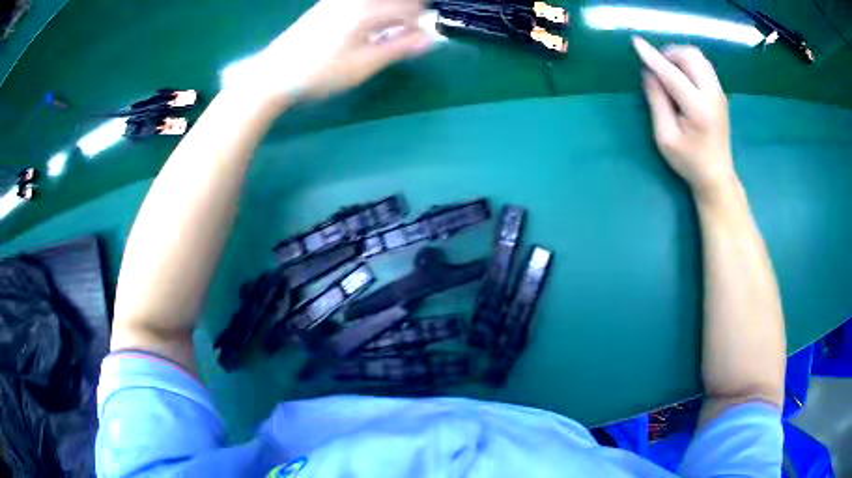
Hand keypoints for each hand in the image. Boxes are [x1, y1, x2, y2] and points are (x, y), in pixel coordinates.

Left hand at [230, 0, 433, 102]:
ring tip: (389, 32)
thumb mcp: (364, 65)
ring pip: (377, 1)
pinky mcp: (326, 6)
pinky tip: (367, 28)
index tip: (422, 38)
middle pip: (394, 0)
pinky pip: (361, 3)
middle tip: (407, 33)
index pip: (409, 6)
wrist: (273, 74)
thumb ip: (400, 48)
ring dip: (390, 11)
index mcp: (366, 9)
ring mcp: (337, 1)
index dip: (422, 22)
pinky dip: (373, 11)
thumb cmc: (320, 73)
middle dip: (407, 12)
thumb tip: (430, 38)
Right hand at [632, 37, 736, 197]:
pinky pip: (704, 65)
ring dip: (680, 56)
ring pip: (699, 57)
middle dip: (670, 53)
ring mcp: (719, 93)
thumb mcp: (665, 137)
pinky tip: (682, 77)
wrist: (717, 176)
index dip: (652, 57)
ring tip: (668, 70)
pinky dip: (689, 63)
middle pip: (691, 56)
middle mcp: (712, 95)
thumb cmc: (689, 161)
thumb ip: (657, 101)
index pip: (672, 74)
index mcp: (698, 109)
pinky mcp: (720, 93)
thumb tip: (648, 73)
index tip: (636, 43)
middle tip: (657, 66)